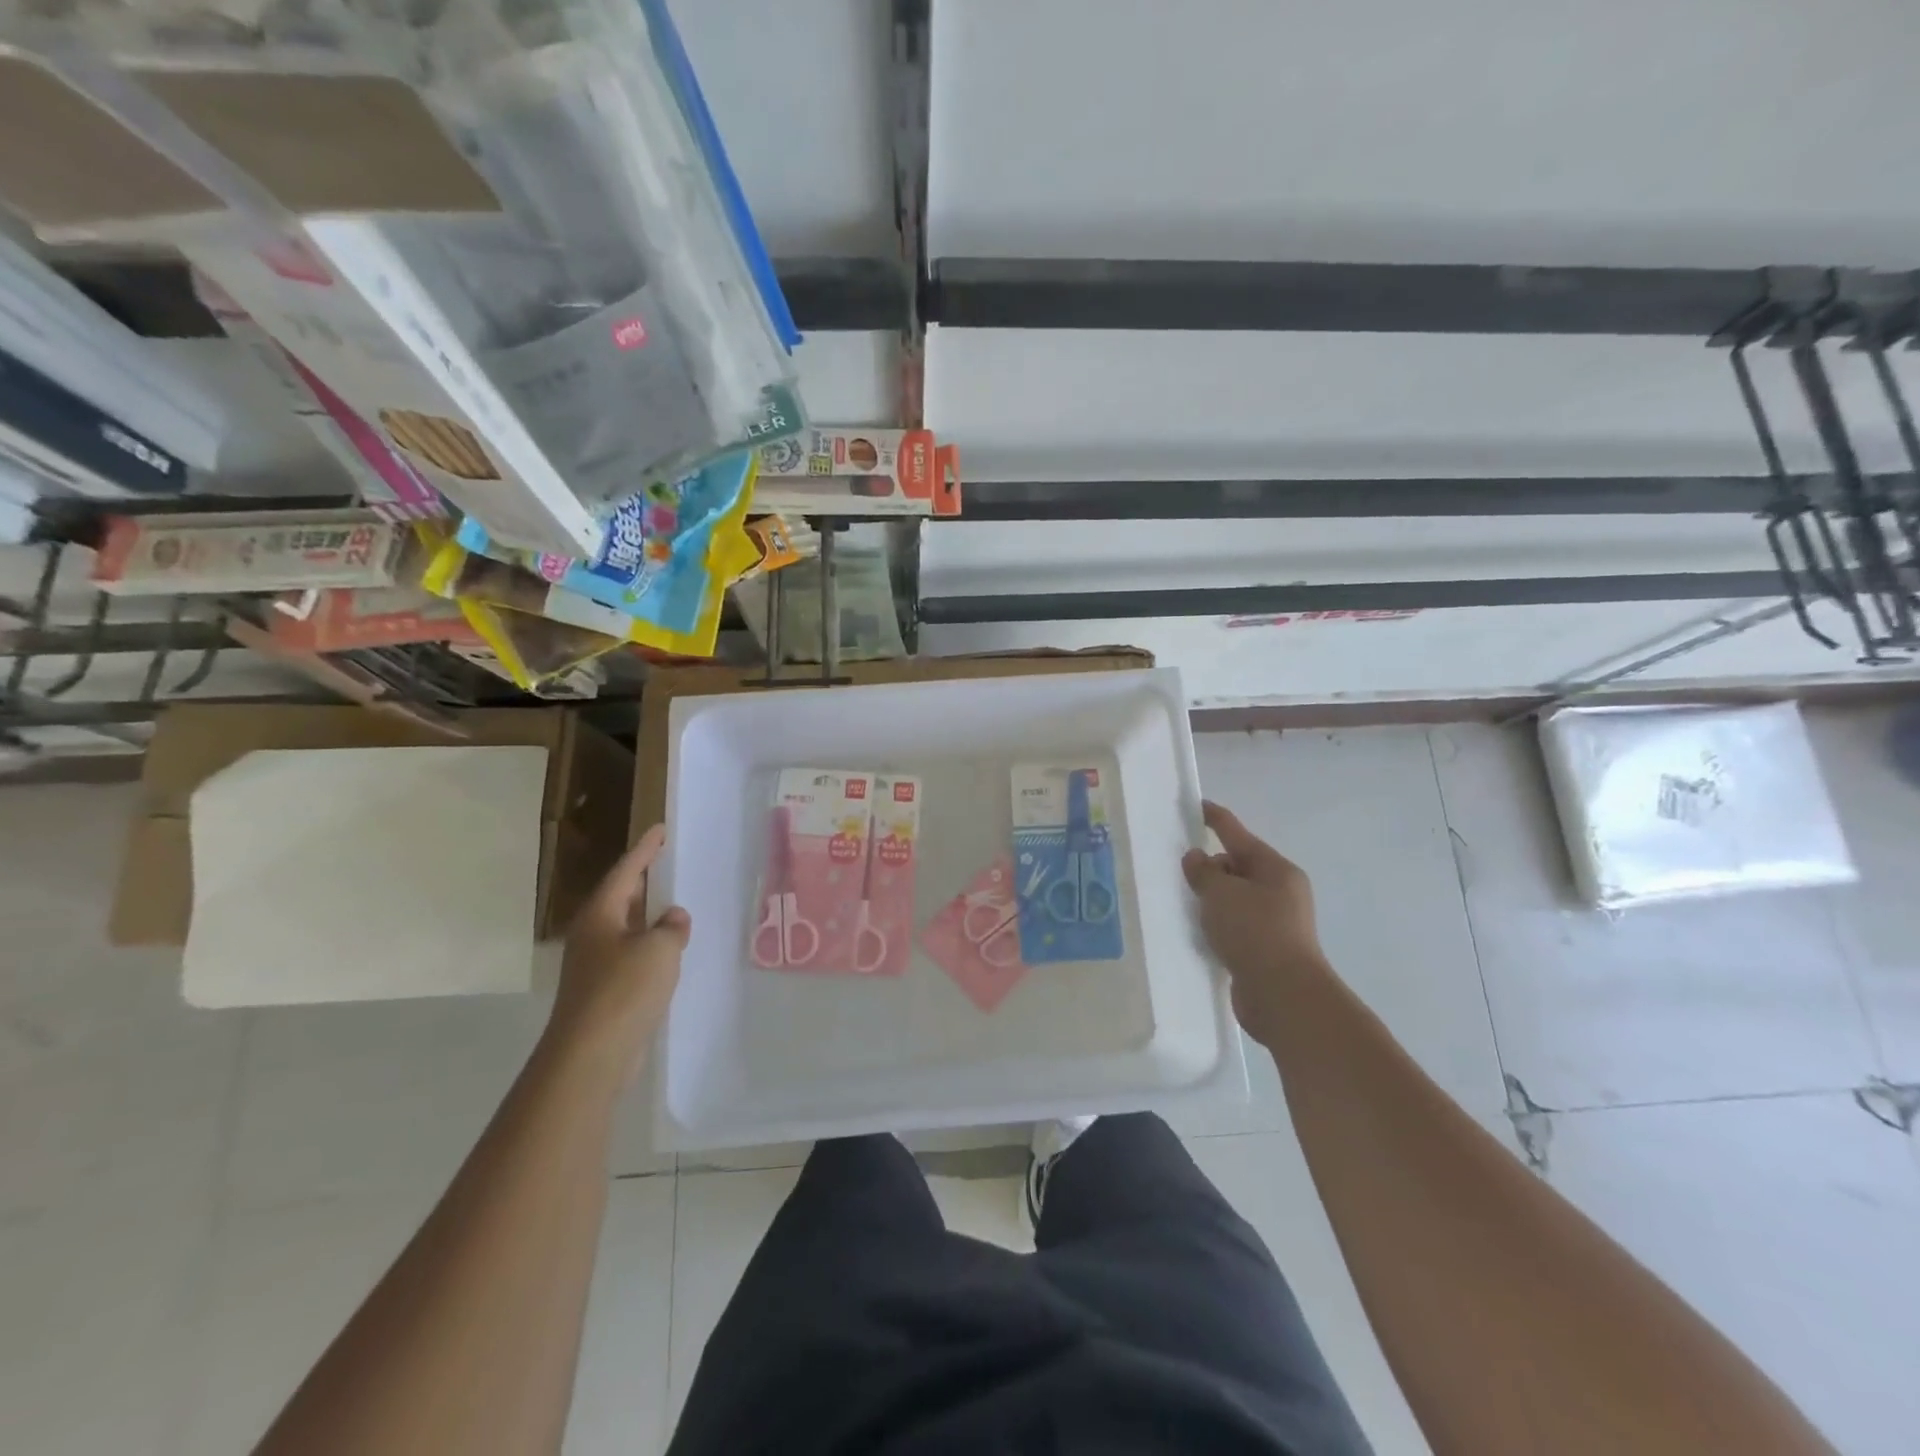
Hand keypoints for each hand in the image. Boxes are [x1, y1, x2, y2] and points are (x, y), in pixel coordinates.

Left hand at [546, 824, 689, 1082]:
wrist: (591, 1055)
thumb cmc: (623, 991)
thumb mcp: (659, 949)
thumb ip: (672, 927)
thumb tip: (673, 919)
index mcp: (600, 915)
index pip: (626, 871)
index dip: (645, 850)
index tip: (661, 830)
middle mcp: (592, 934)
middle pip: (621, 898)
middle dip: (644, 882)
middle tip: (669, 864)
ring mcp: (594, 965)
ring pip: (626, 929)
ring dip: (649, 917)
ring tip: (676, 905)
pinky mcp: (603, 992)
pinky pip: (631, 956)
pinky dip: (651, 948)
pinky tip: (670, 953)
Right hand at [1182, 800, 1328, 1041]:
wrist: (1283, 996)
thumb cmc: (1254, 932)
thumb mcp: (1221, 893)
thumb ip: (1203, 871)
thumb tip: (1197, 858)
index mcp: (1275, 869)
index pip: (1237, 833)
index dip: (1215, 818)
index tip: (1195, 806)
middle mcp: (1280, 891)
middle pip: (1237, 866)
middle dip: (1209, 868)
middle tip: (1181, 878)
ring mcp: (1275, 922)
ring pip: (1234, 898)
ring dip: (1211, 900)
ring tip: (1184, 907)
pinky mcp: (1265, 950)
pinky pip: (1234, 926)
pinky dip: (1216, 926)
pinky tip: (1198, 934)